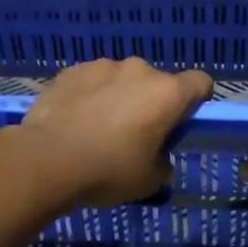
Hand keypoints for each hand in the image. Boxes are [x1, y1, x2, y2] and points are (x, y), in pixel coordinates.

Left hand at [20, 58, 212, 207]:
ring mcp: (102, 66)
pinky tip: (75, 122)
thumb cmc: (109, 171)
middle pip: (157, 83)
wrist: (47, 160)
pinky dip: (89, 96)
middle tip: (134, 135)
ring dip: (118, 97)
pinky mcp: (71, 71)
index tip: (180, 124)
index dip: (195, 102)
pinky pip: (90, 82)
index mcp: (167, 93)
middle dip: (150, 103)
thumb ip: (163, 162)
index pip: (200, 83)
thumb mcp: (150, 180)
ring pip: (121, 80)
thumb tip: (158, 156)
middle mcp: (139, 70)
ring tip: (98, 128)